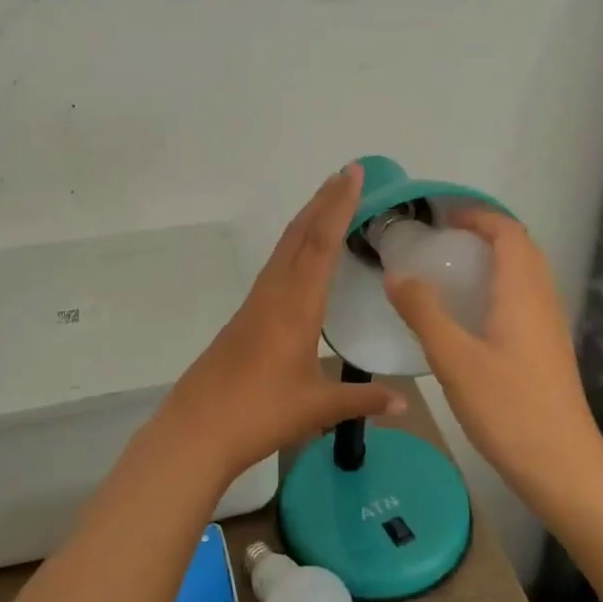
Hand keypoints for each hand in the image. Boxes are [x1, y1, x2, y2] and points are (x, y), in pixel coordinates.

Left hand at [148, 164, 406, 483]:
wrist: (197, 429)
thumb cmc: (260, 414)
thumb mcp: (317, 408)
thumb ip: (362, 400)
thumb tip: (405, 403)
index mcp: (296, 307)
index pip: (321, 244)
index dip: (339, 207)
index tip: (352, 174)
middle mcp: (274, 294)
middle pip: (300, 234)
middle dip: (324, 200)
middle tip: (346, 173)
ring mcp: (256, 302)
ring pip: (284, 247)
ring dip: (307, 219)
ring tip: (328, 199)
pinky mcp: (246, 315)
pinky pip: (276, 266)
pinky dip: (295, 244)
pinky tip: (302, 253)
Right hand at [383, 210, 602, 510]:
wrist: (563, 466)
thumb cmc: (508, 408)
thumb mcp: (454, 359)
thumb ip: (423, 312)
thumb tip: (396, 274)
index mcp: (522, 292)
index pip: (508, 232)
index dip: (477, 216)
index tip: (440, 218)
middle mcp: (542, 300)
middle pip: (520, 248)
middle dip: (483, 234)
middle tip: (440, 242)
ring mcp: (549, 326)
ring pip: (524, 275)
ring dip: (492, 260)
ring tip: (449, 272)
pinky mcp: (547, 349)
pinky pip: (523, 299)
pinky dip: (497, 287)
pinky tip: (469, 316)